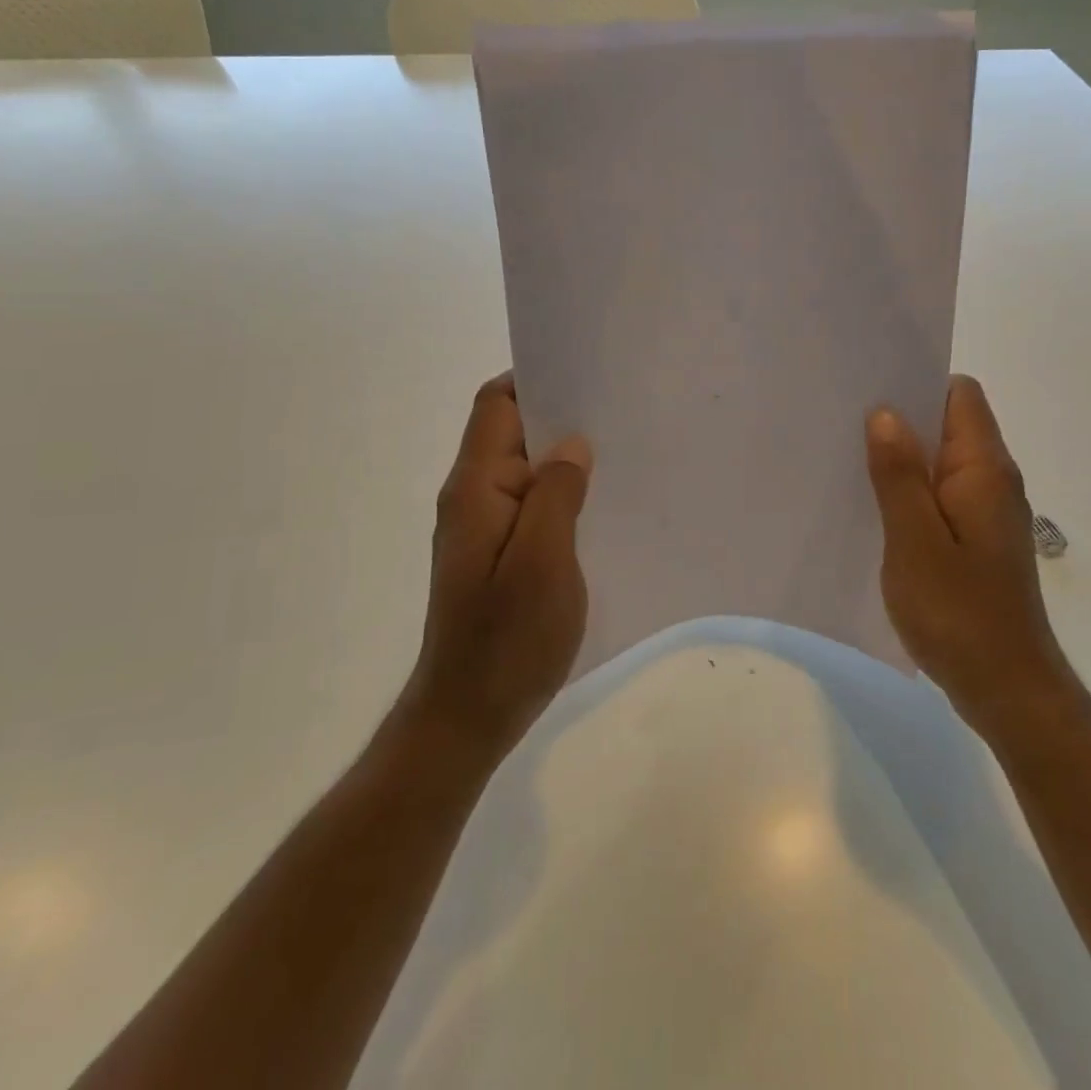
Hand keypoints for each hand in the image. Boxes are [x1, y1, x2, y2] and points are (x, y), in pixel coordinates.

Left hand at [401, 373, 592, 765]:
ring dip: (566, 457)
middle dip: (561, 416)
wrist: (468, 716)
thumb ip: (556, 494)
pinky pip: (533, 504)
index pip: (496, 405)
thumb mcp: (542, 562)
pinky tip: (601, 503)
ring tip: (622, 451)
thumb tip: (574, 443)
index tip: (588, 375)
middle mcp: (474, 497)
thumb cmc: (506, 640)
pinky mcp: (500, 553)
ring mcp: (485, 527)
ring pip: (527, 469)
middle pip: (512, 431)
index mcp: (476, 488)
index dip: (536, 379)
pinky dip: (563, 493)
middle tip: (620, 411)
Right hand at [865, 375, 1073, 738]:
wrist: (1007, 688)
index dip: (918, 383)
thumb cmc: (959, 613)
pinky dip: (911, 493)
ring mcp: (987, 511)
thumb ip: (899, 475)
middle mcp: (992, 480)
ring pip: (942, 462)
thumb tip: (886, 412)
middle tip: (844, 425)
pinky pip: (941, 496)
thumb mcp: (915, 541)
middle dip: (901, 420)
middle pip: (949, 424)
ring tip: (850, 462)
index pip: (960, 395)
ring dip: (903, 459)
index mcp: (983, 469)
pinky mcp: (977, 540)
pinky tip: (875, 510)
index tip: (870, 390)